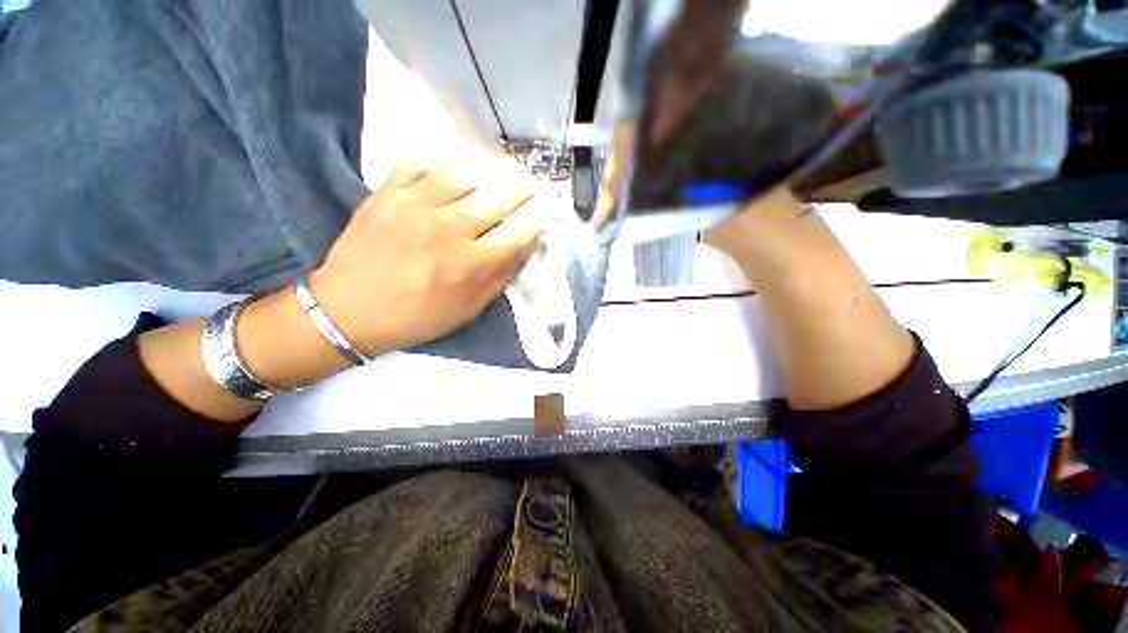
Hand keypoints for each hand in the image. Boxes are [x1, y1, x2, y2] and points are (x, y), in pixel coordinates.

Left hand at [311, 158, 542, 355]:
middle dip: (522, 189)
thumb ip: (500, 277)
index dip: (537, 219)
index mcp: (471, 265)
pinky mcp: (387, 193)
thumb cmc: (418, 317)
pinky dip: (442, 158)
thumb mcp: (469, 309)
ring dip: (488, 170)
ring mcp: (415, 206)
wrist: (350, 311)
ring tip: (498, 171)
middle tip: (530, 185)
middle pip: (498, 198)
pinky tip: (456, 164)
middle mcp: (449, 230)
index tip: (544, 212)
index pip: (518, 232)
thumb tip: (522, 247)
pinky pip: (420, 162)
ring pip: (464, 173)